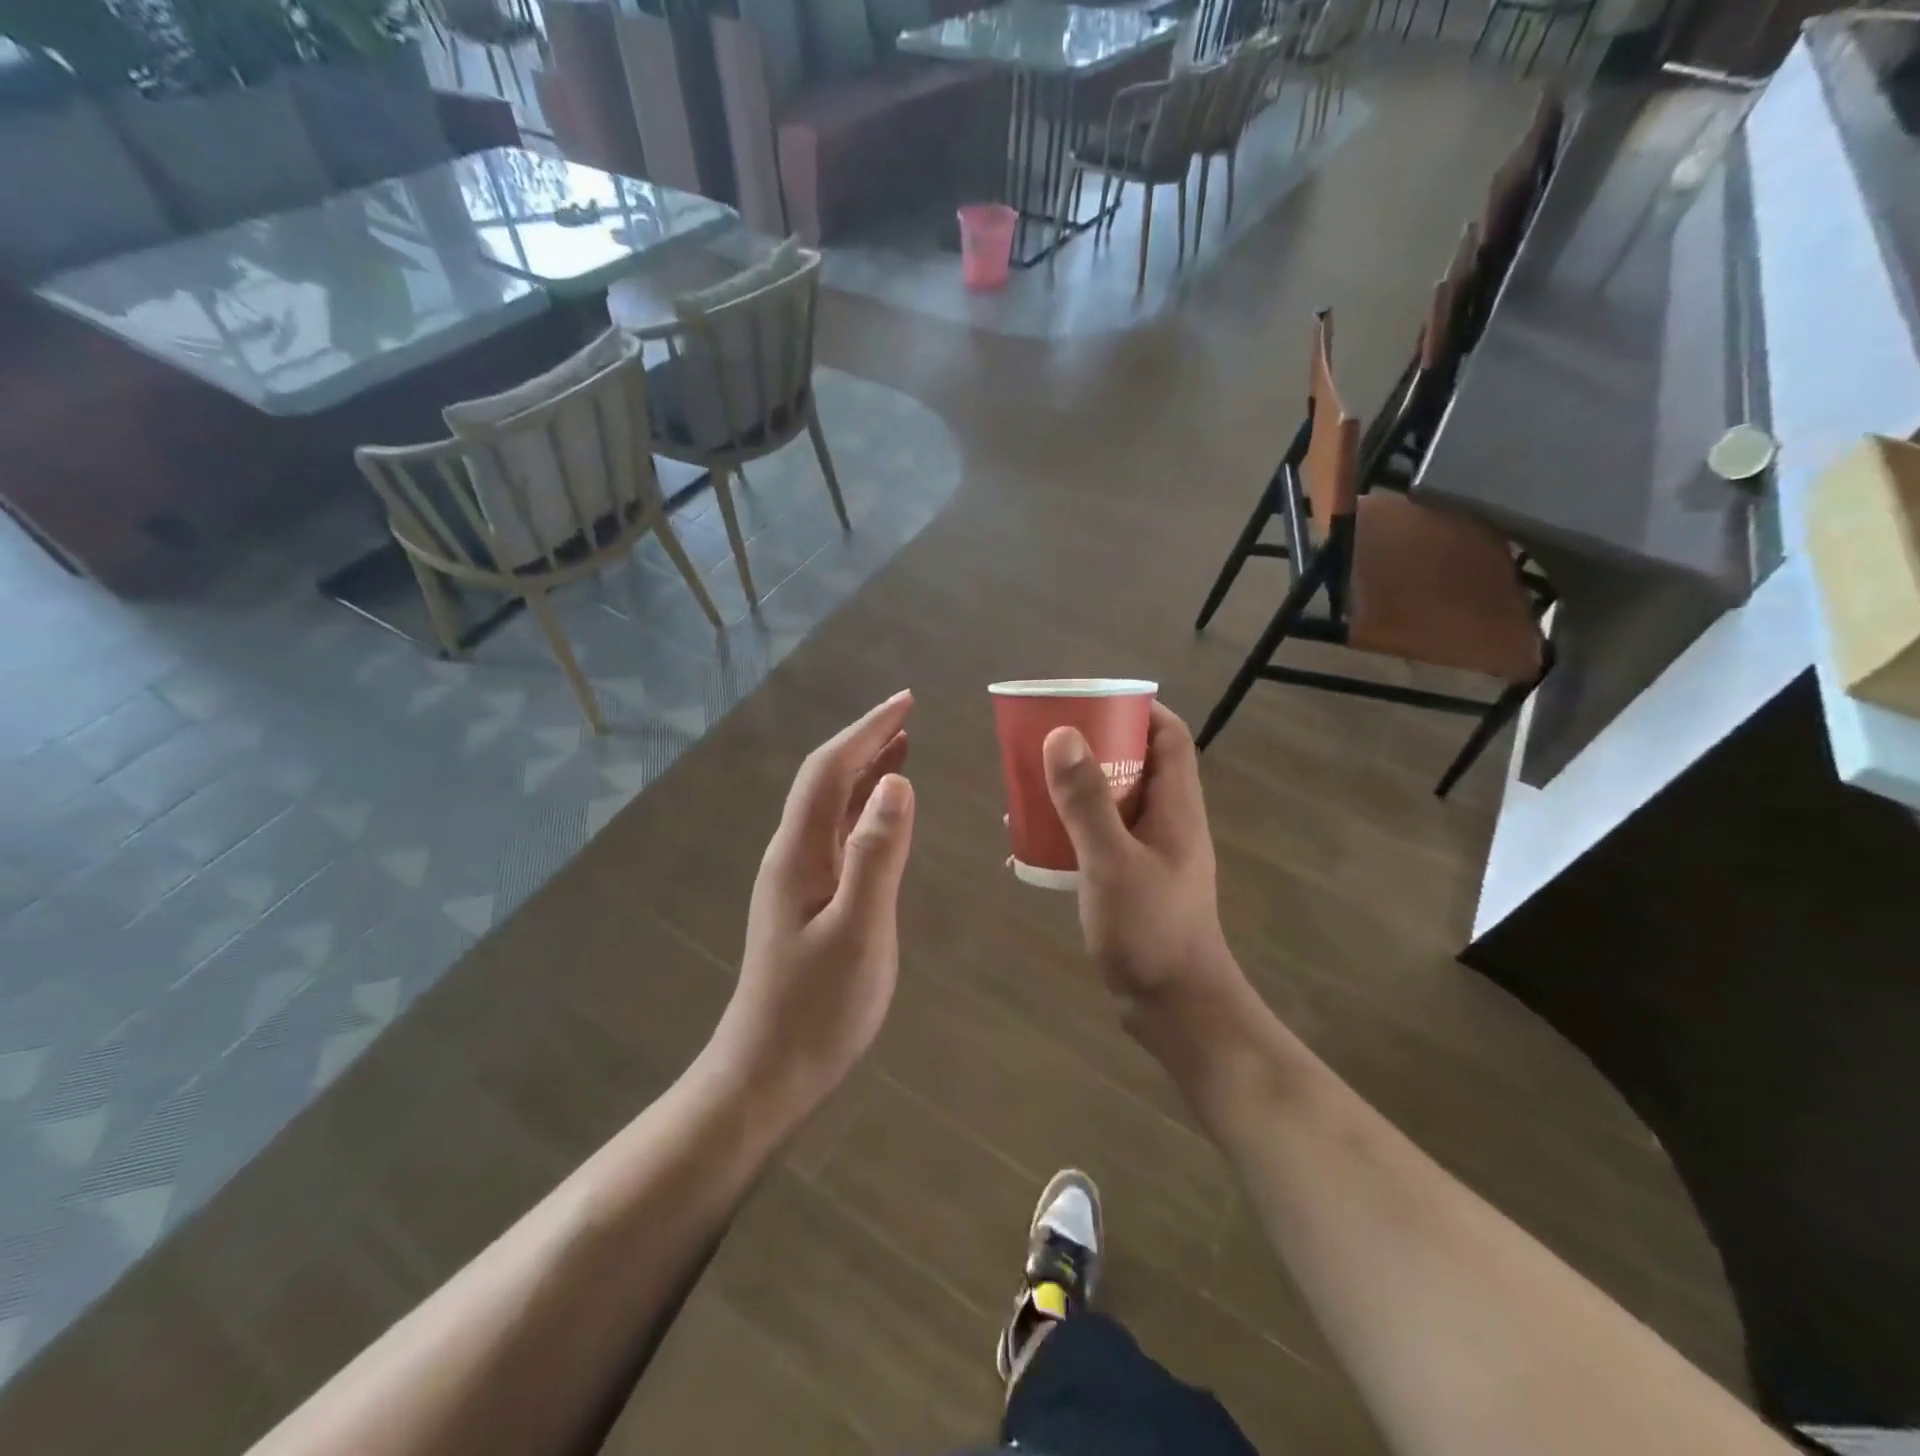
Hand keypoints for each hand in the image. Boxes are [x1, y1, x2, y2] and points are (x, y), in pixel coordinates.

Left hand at [708, 691, 915, 1123]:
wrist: (766, 1072)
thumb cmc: (817, 1007)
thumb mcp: (859, 930)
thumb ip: (878, 854)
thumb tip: (897, 783)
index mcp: (800, 851)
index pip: (831, 770)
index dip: (867, 730)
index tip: (905, 702)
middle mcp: (793, 853)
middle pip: (827, 780)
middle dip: (865, 741)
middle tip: (908, 716)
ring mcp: (798, 878)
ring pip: (832, 806)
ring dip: (865, 771)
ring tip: (902, 748)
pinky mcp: (808, 900)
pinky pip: (837, 835)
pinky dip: (863, 809)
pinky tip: (883, 814)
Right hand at [1042, 704, 1249, 1047]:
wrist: (1174, 1008)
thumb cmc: (1151, 930)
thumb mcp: (1112, 861)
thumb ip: (1086, 800)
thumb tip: (1062, 734)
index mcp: (1176, 807)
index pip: (1169, 737)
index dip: (1137, 709)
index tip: (1090, 700)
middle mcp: (1166, 823)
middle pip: (1134, 765)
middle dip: (1092, 748)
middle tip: (1045, 743)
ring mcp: (1149, 855)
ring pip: (1110, 805)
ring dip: (1072, 793)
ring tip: (1026, 790)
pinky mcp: (1130, 883)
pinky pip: (1096, 842)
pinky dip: (1066, 835)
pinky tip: (1027, 849)